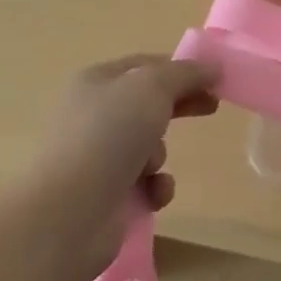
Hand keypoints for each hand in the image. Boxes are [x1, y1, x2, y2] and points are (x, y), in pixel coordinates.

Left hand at [30, 54, 219, 273]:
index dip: (180, 68)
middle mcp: (92, 115)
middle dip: (179, 106)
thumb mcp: (153, 87)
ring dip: (160, 154)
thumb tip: (213, 67)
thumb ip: (186, 73)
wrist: (67, 216)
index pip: (145, 65)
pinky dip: (154, 188)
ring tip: (151, 167)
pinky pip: (143, 184)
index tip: (213, 78)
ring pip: (148, 146)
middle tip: (211, 107)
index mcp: (96, 81)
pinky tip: (152, 195)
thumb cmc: (109, 135)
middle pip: (148, 104)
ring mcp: (95, 158)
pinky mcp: (103, 197)